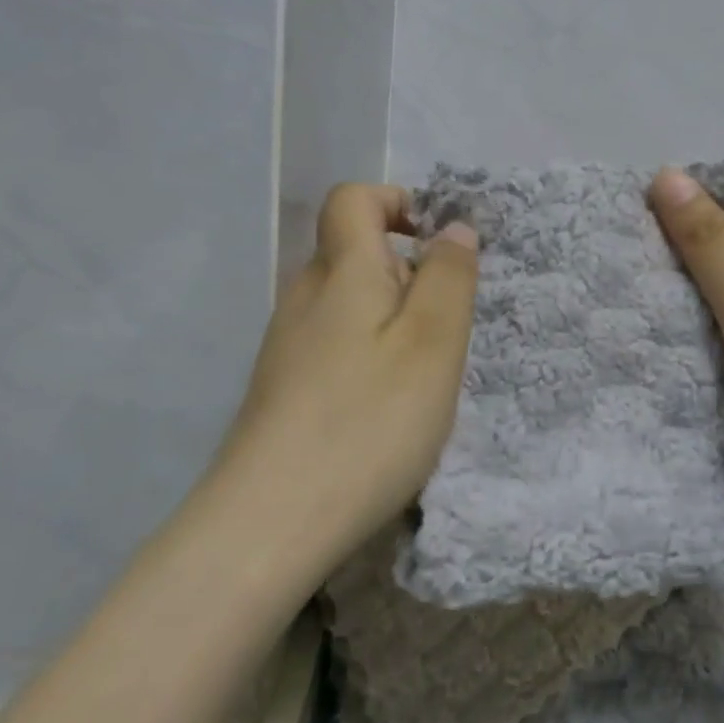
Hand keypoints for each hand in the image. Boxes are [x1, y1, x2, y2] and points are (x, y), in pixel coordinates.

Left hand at [216, 183, 479, 569]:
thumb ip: (450, 276)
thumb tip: (453, 227)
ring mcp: (286, 345)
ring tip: (419, 375)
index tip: (435, 244)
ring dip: (390, 318)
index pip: (352, 199)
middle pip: (352, 252)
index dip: (395, 202)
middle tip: (442, 327)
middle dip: (406, 271)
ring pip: (346, 302)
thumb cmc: (369, 421)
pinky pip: (333, 343)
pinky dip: (367, 353)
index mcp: (340, 272)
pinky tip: (382, 407)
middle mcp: (304, 297)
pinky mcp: (281, 388)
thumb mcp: (433, 342)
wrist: (270, 523)